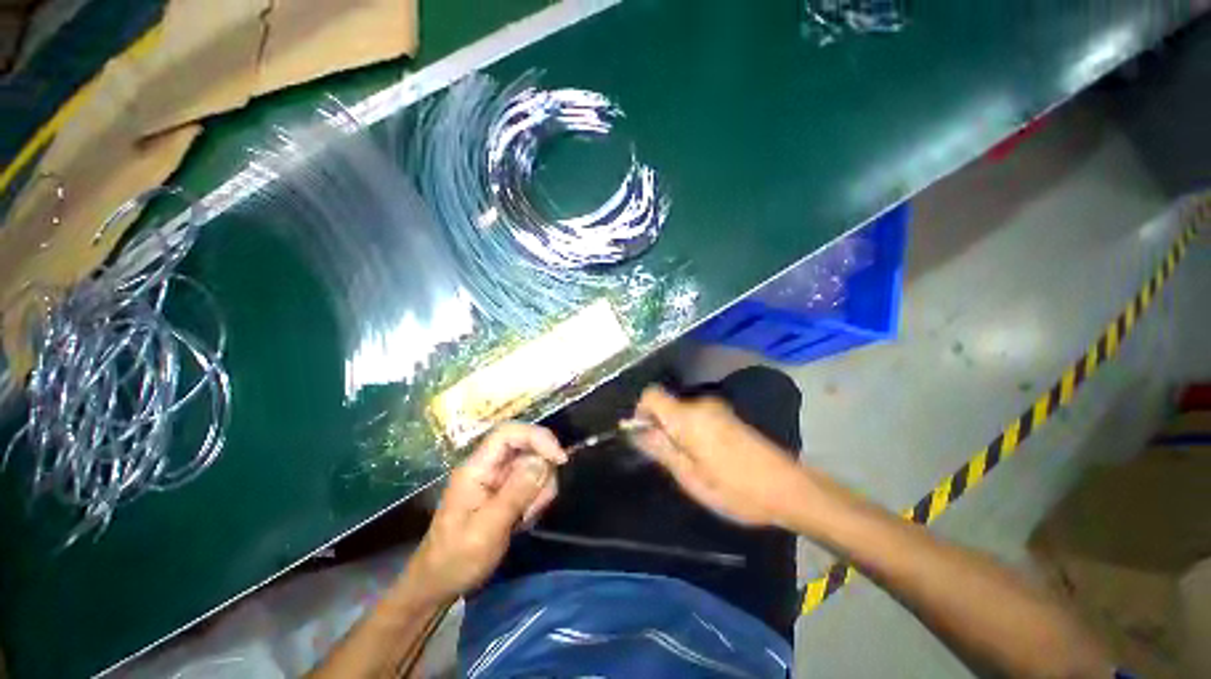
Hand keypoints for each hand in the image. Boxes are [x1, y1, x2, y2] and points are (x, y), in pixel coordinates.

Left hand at [405, 423, 566, 601]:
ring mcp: (498, 478)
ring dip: (540, 489)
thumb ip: (515, 494)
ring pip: (534, 464)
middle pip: (527, 446)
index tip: (559, 458)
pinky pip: (533, 481)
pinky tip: (525, 519)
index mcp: (477, 468)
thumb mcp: (486, 530)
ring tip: (526, 517)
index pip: (508, 433)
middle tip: (537, 504)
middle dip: (542, 471)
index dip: (537, 436)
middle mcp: (489, 466)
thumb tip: (542, 461)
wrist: (440, 584)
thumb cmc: (456, 559)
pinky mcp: (506, 490)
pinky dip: (537, 498)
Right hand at [633, 385, 809, 527]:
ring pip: (682, 411)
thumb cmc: (734, 488)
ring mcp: (717, 408)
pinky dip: (691, 430)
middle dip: (660, 425)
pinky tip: (706, 456)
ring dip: (676, 430)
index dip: (640, 411)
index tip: (643, 435)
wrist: (788, 488)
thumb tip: (633, 431)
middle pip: (667, 404)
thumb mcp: (689, 476)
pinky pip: (697, 416)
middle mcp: (700, 404)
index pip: (650, 394)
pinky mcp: (728, 415)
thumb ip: (659, 449)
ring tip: (689, 462)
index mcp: (686, 416)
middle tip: (667, 459)